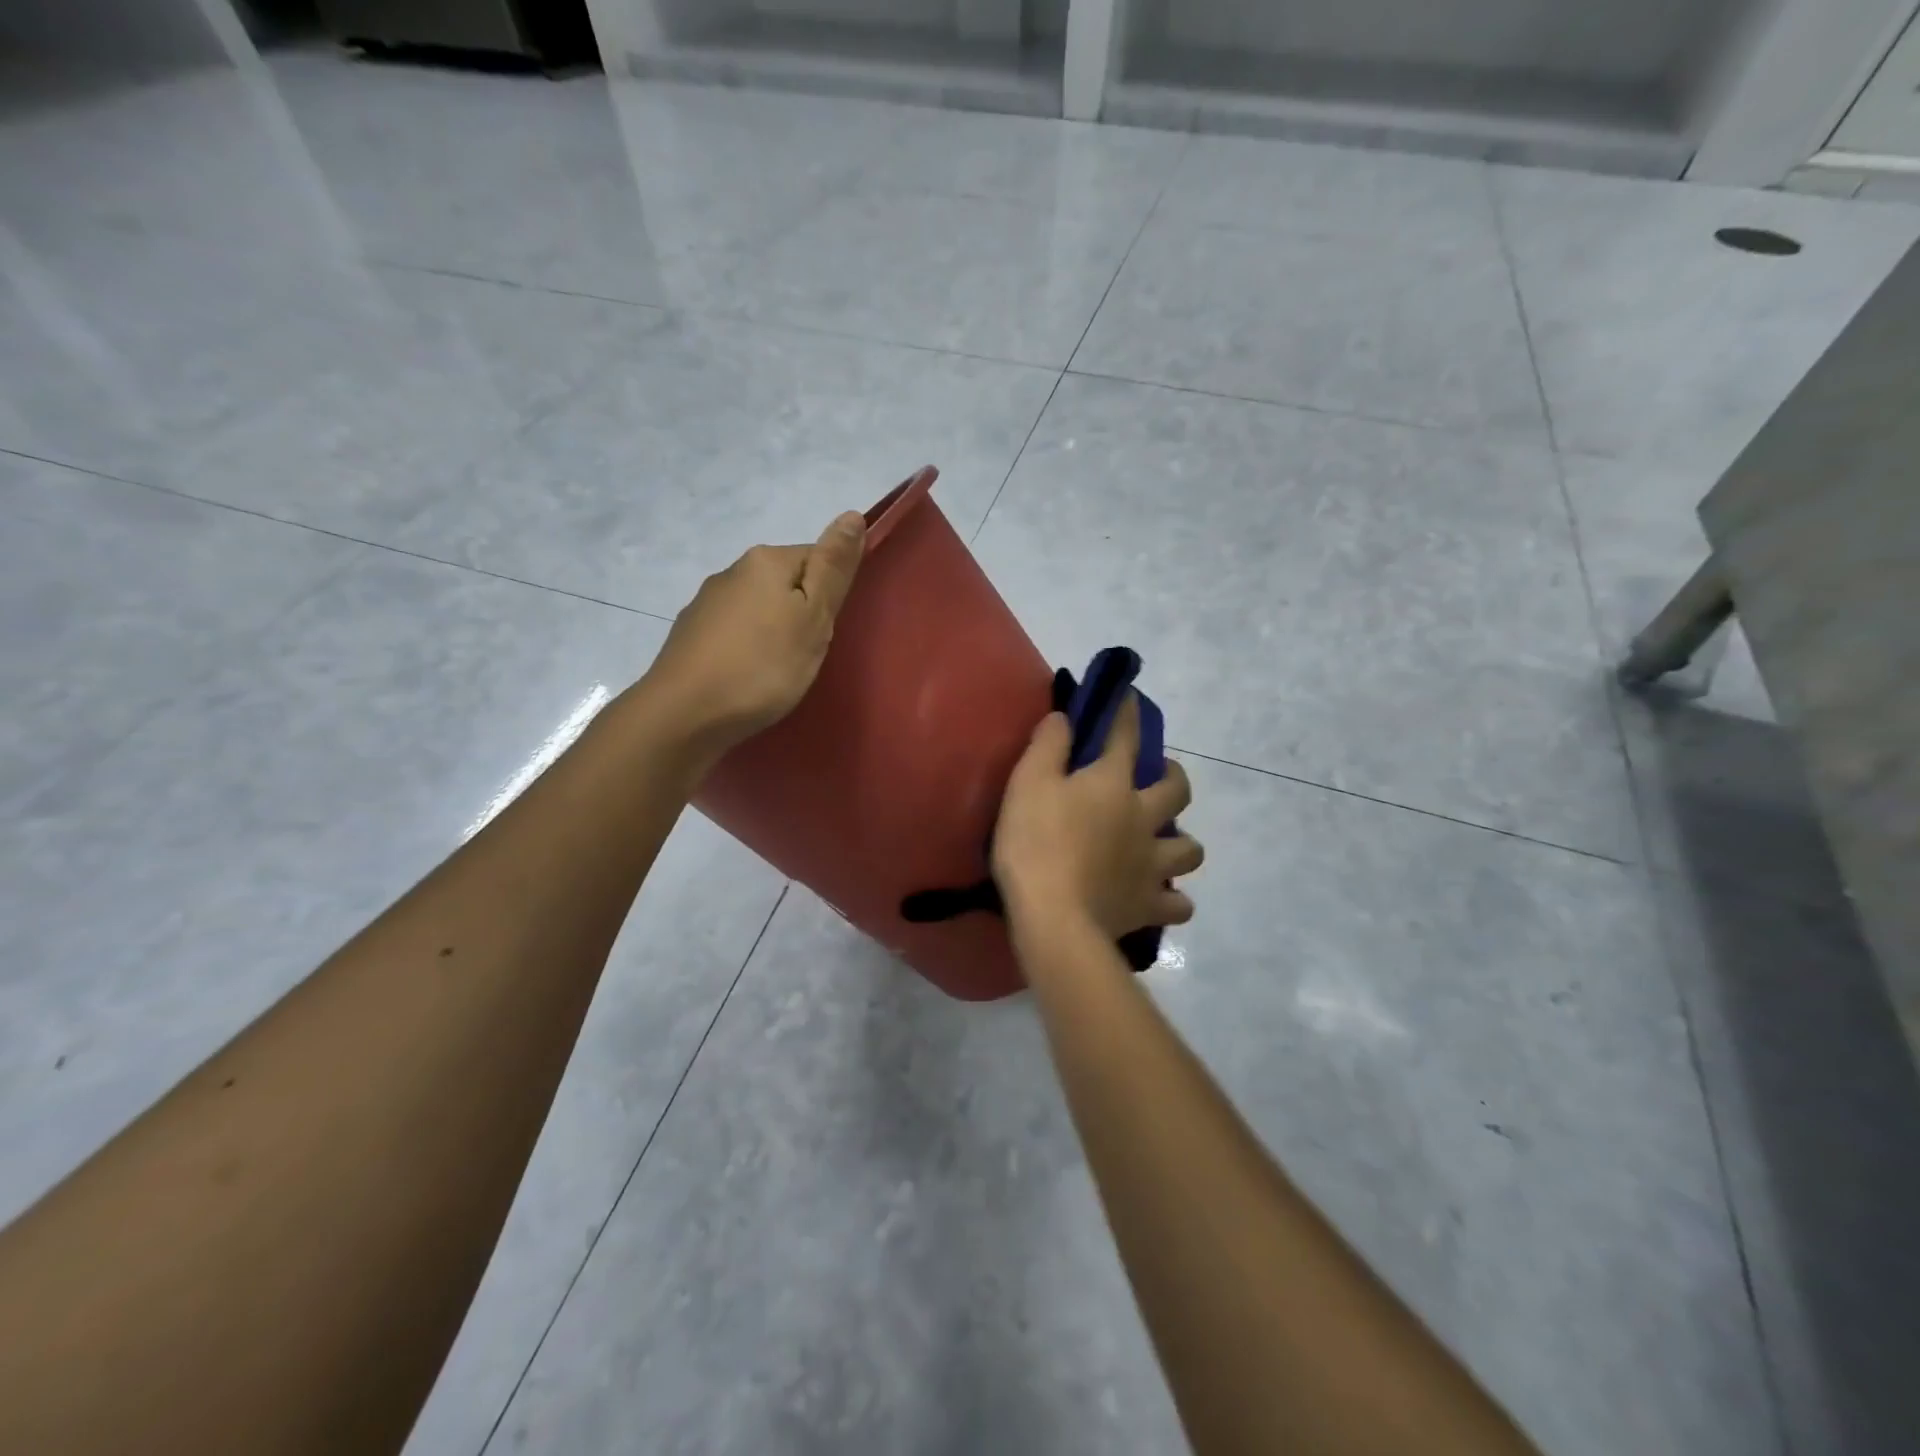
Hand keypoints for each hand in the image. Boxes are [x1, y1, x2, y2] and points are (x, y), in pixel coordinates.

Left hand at [642, 511, 865, 757]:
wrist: (684, 713)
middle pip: (784, 582)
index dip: (830, 592)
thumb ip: (833, 568)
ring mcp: (705, 603)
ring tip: (779, 669)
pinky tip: (747, 675)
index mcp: (766, 561)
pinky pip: (733, 632)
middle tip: (808, 653)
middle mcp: (732, 571)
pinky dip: (746, 647)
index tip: (828, 630)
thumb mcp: (813, 618)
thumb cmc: (763, 666)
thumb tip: (852, 514)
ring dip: (772, 629)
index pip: (816, 557)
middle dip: (801, 610)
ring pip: (756, 607)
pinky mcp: (689, 635)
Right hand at [993, 693, 1202, 943]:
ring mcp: (1152, 864)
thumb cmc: (1035, 843)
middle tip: (1157, 778)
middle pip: (1178, 789)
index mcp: (1112, 784)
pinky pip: (1177, 904)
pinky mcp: (1149, 905)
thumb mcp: (1027, 783)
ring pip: (1191, 849)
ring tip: (1163, 844)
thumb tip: (1065, 717)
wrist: (1054, 917)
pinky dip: (1173, 900)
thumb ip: (1048, 746)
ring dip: (1182, 843)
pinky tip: (1160, 897)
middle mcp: (1143, 818)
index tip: (1130, 696)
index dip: (1128, 712)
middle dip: (1174, 776)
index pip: (1125, 736)